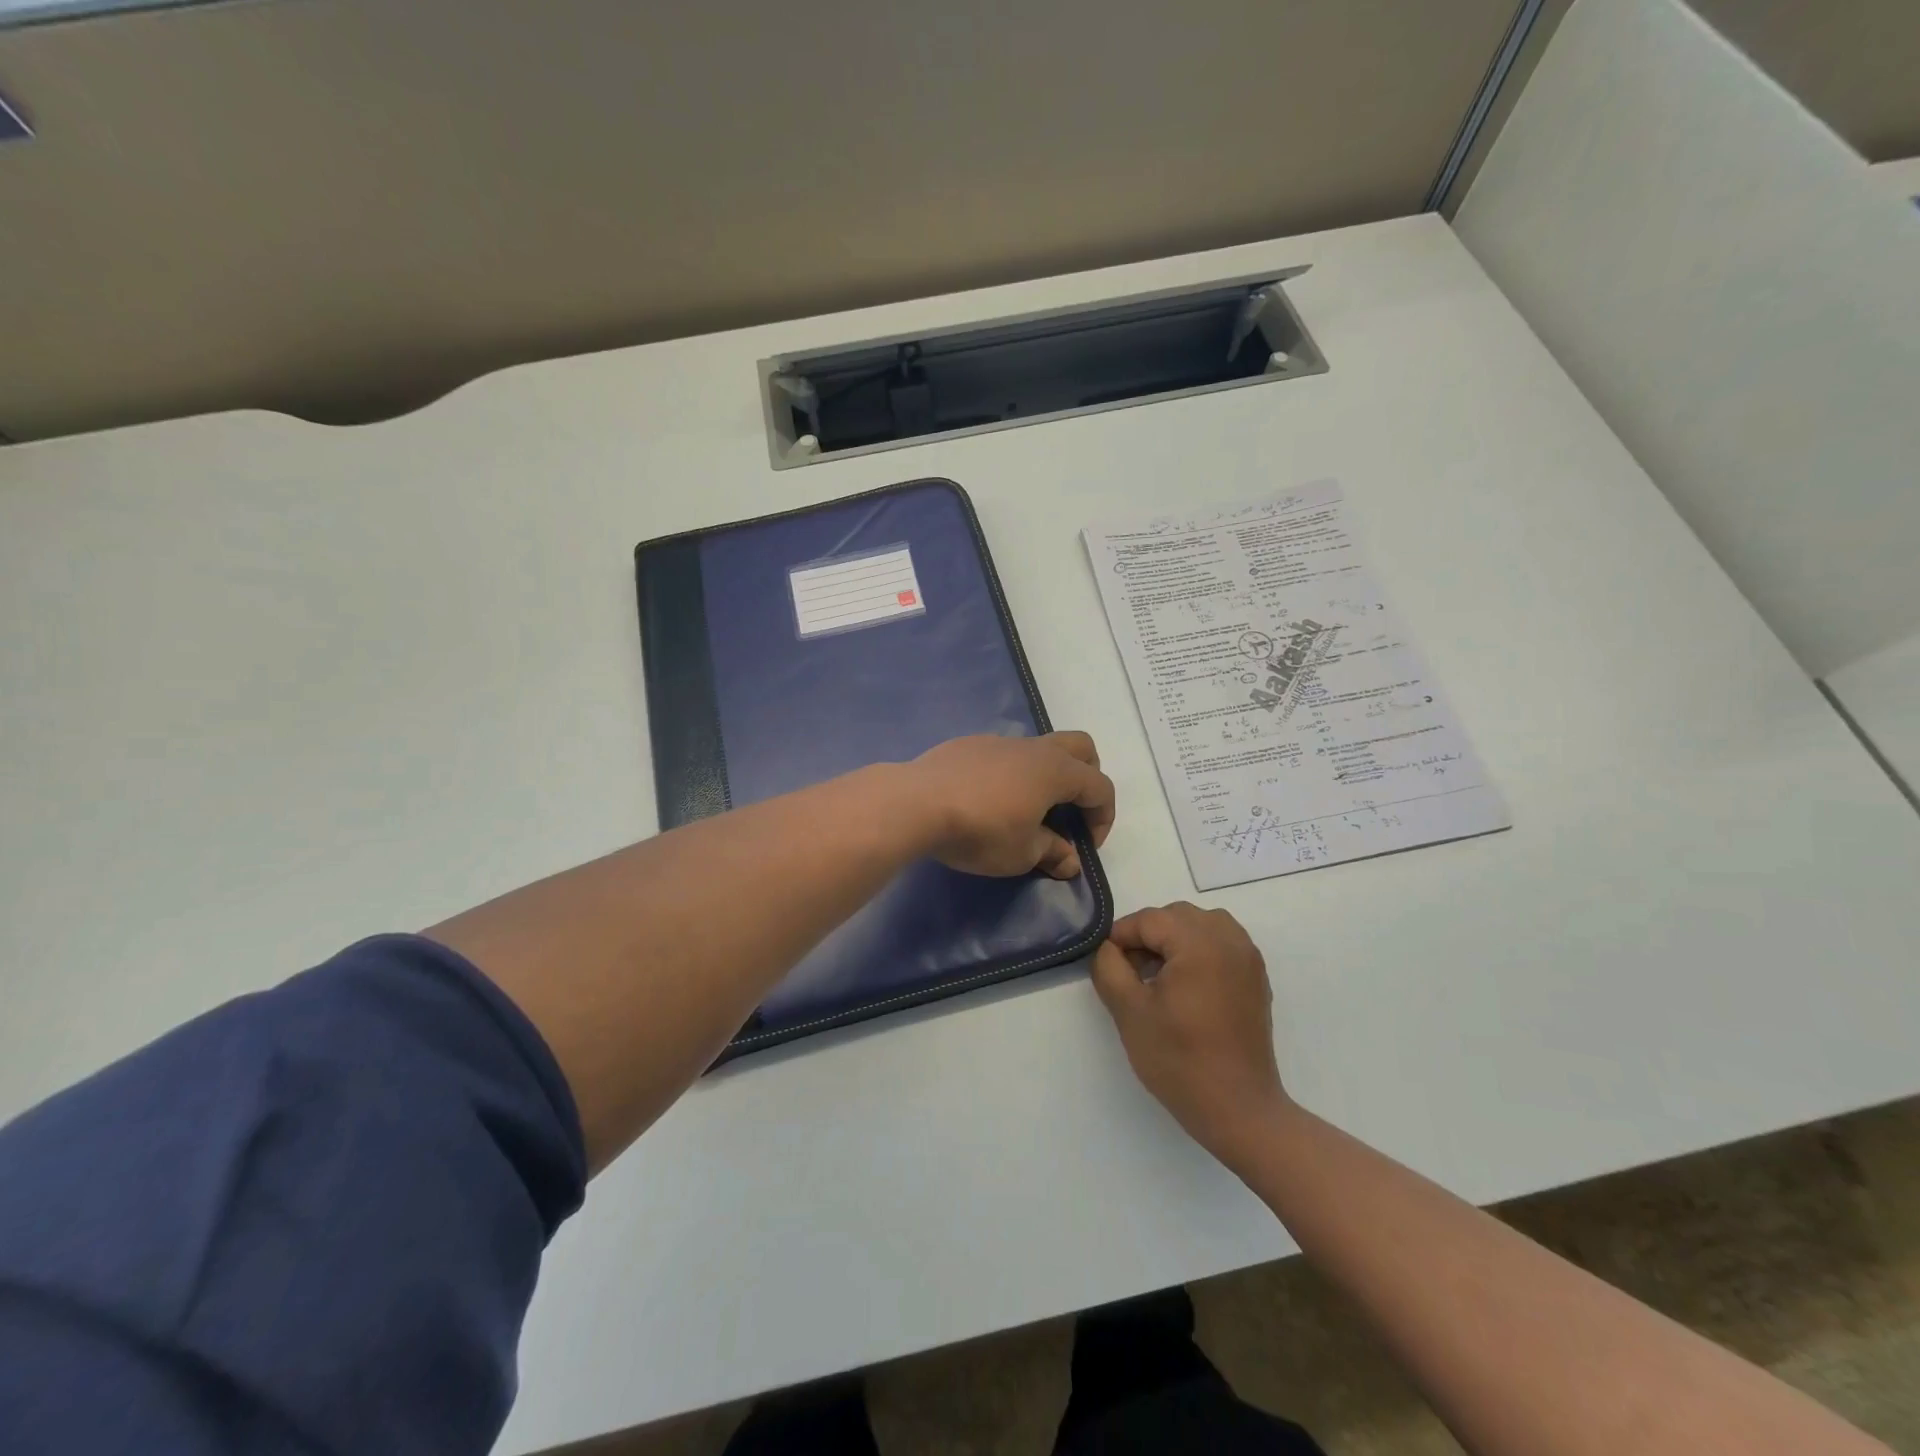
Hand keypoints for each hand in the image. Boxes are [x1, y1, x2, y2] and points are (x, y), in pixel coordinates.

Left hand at [910, 731, 1115, 877]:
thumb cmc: (980, 831)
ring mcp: (999, 741)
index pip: (1100, 787)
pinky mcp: (969, 745)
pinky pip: (1004, 754)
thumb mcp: (1022, 854)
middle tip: (1071, 812)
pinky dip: (1011, 773)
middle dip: (1087, 778)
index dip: (1103, 818)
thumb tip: (1070, 861)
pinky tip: (988, 800)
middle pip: (1080, 748)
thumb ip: (1052, 853)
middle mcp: (1033, 748)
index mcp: (1056, 771)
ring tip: (1027, 810)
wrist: (916, 803)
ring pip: (1039, 748)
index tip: (1085, 846)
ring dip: (1046, 776)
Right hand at [1091, 903, 1291, 1167]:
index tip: (1106, 963)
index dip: (1121, 937)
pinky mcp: (1256, 978)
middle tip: (1130, 972)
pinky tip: (1185, 986)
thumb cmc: (1179, 1060)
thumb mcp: (1129, 1011)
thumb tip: (1108, 948)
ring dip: (1174, 940)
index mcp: (1200, 942)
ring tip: (1158, 976)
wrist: (1239, 1110)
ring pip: (1201, 925)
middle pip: (1176, 917)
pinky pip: (1221, 944)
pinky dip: (1198, 951)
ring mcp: (1248, 958)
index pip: (1149, 920)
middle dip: (1148, 936)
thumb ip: (1109, 967)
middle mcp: (1229, 940)